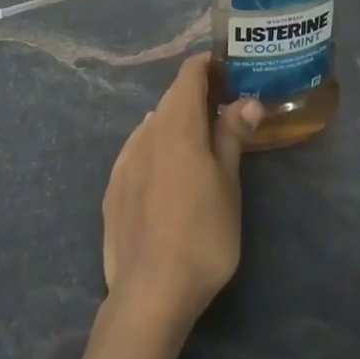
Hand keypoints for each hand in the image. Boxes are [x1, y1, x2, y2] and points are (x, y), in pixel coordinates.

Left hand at [102, 55, 262, 330]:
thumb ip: (232, 136)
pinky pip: (139, 150)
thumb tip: (246, 100)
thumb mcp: (228, 184)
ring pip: (154, 124)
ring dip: (177, 122)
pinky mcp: (113, 186)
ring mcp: (125, 159)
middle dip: (197, 95)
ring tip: (200, 142)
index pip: (189, 74)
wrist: (149, 292)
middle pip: (172, 98)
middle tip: (225, 109)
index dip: (208, 66)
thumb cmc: (202, 234)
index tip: (230, 72)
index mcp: (178, 124)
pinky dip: (158, 147)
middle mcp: (146, 131)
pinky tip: (169, 171)